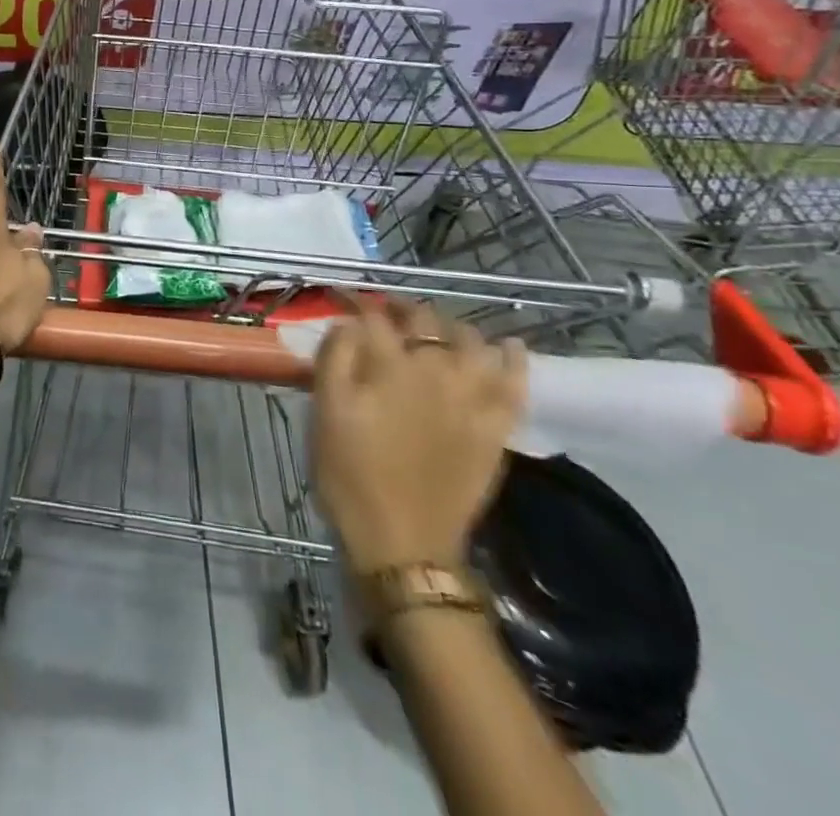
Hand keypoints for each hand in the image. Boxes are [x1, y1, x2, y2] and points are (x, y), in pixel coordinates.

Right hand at [310, 297, 525, 573]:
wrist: (402, 543)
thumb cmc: (351, 474)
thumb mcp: (325, 412)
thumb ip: (335, 358)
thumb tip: (348, 323)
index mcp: (389, 365)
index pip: (372, 316)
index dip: (354, 300)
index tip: (340, 295)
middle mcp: (436, 371)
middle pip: (424, 321)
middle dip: (401, 308)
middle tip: (384, 312)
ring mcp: (472, 399)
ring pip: (472, 341)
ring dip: (452, 327)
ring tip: (436, 330)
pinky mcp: (496, 429)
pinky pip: (514, 384)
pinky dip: (513, 359)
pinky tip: (508, 346)